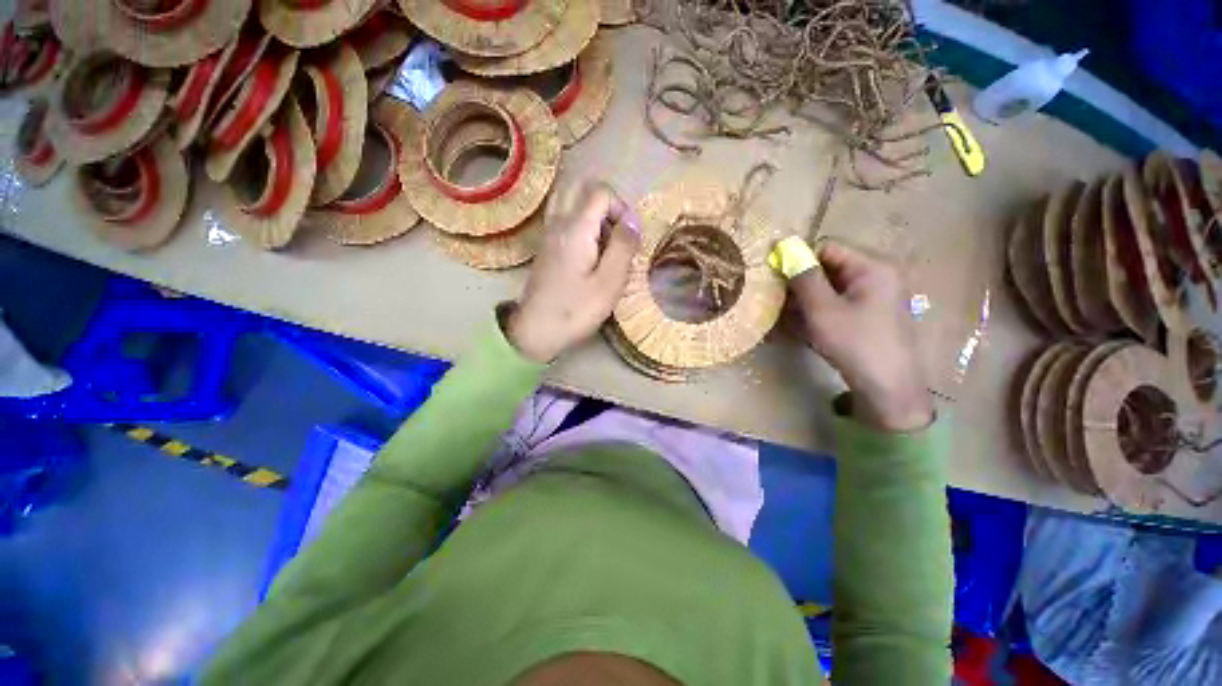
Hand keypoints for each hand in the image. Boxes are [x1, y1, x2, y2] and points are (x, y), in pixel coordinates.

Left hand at [505, 183, 641, 362]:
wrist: (535, 331)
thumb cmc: (576, 310)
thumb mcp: (609, 282)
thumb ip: (623, 246)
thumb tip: (633, 219)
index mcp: (575, 228)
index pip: (600, 192)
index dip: (621, 208)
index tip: (629, 238)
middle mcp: (558, 223)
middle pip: (583, 192)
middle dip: (607, 209)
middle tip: (617, 238)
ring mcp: (549, 235)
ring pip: (573, 206)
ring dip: (594, 219)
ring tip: (605, 248)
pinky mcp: (546, 249)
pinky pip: (565, 223)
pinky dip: (583, 229)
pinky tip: (590, 257)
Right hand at [790, 240, 932, 432]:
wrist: (888, 387)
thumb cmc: (854, 343)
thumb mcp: (822, 309)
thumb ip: (804, 277)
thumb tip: (786, 248)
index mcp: (872, 267)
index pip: (828, 248)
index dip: (800, 259)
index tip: (778, 279)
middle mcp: (878, 275)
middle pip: (830, 267)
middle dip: (802, 282)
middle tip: (780, 301)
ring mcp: (877, 296)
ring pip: (832, 287)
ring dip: (807, 298)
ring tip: (788, 316)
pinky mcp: (872, 314)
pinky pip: (840, 303)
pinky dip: (820, 310)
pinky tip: (806, 326)